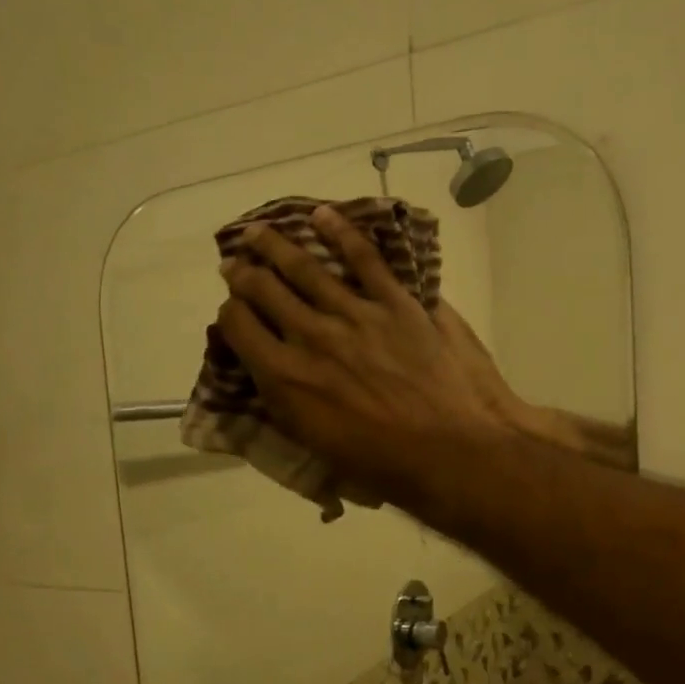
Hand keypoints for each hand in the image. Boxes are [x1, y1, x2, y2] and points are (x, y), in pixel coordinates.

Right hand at [216, 207, 512, 513]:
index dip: (230, 315)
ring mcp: (356, 316)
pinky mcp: (398, 304)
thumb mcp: (320, 448)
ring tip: (259, 232)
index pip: (240, 329)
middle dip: (243, 274)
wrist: (454, 451)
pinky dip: (342, 233)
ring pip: (306, 269)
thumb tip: (275, 378)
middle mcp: (312, 338)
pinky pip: (365, 259)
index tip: (232, 312)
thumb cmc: (387, 467)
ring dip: (277, 246)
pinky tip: (323, 216)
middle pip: (265, 291)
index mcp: (287, 380)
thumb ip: (291, 406)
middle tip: (234, 264)